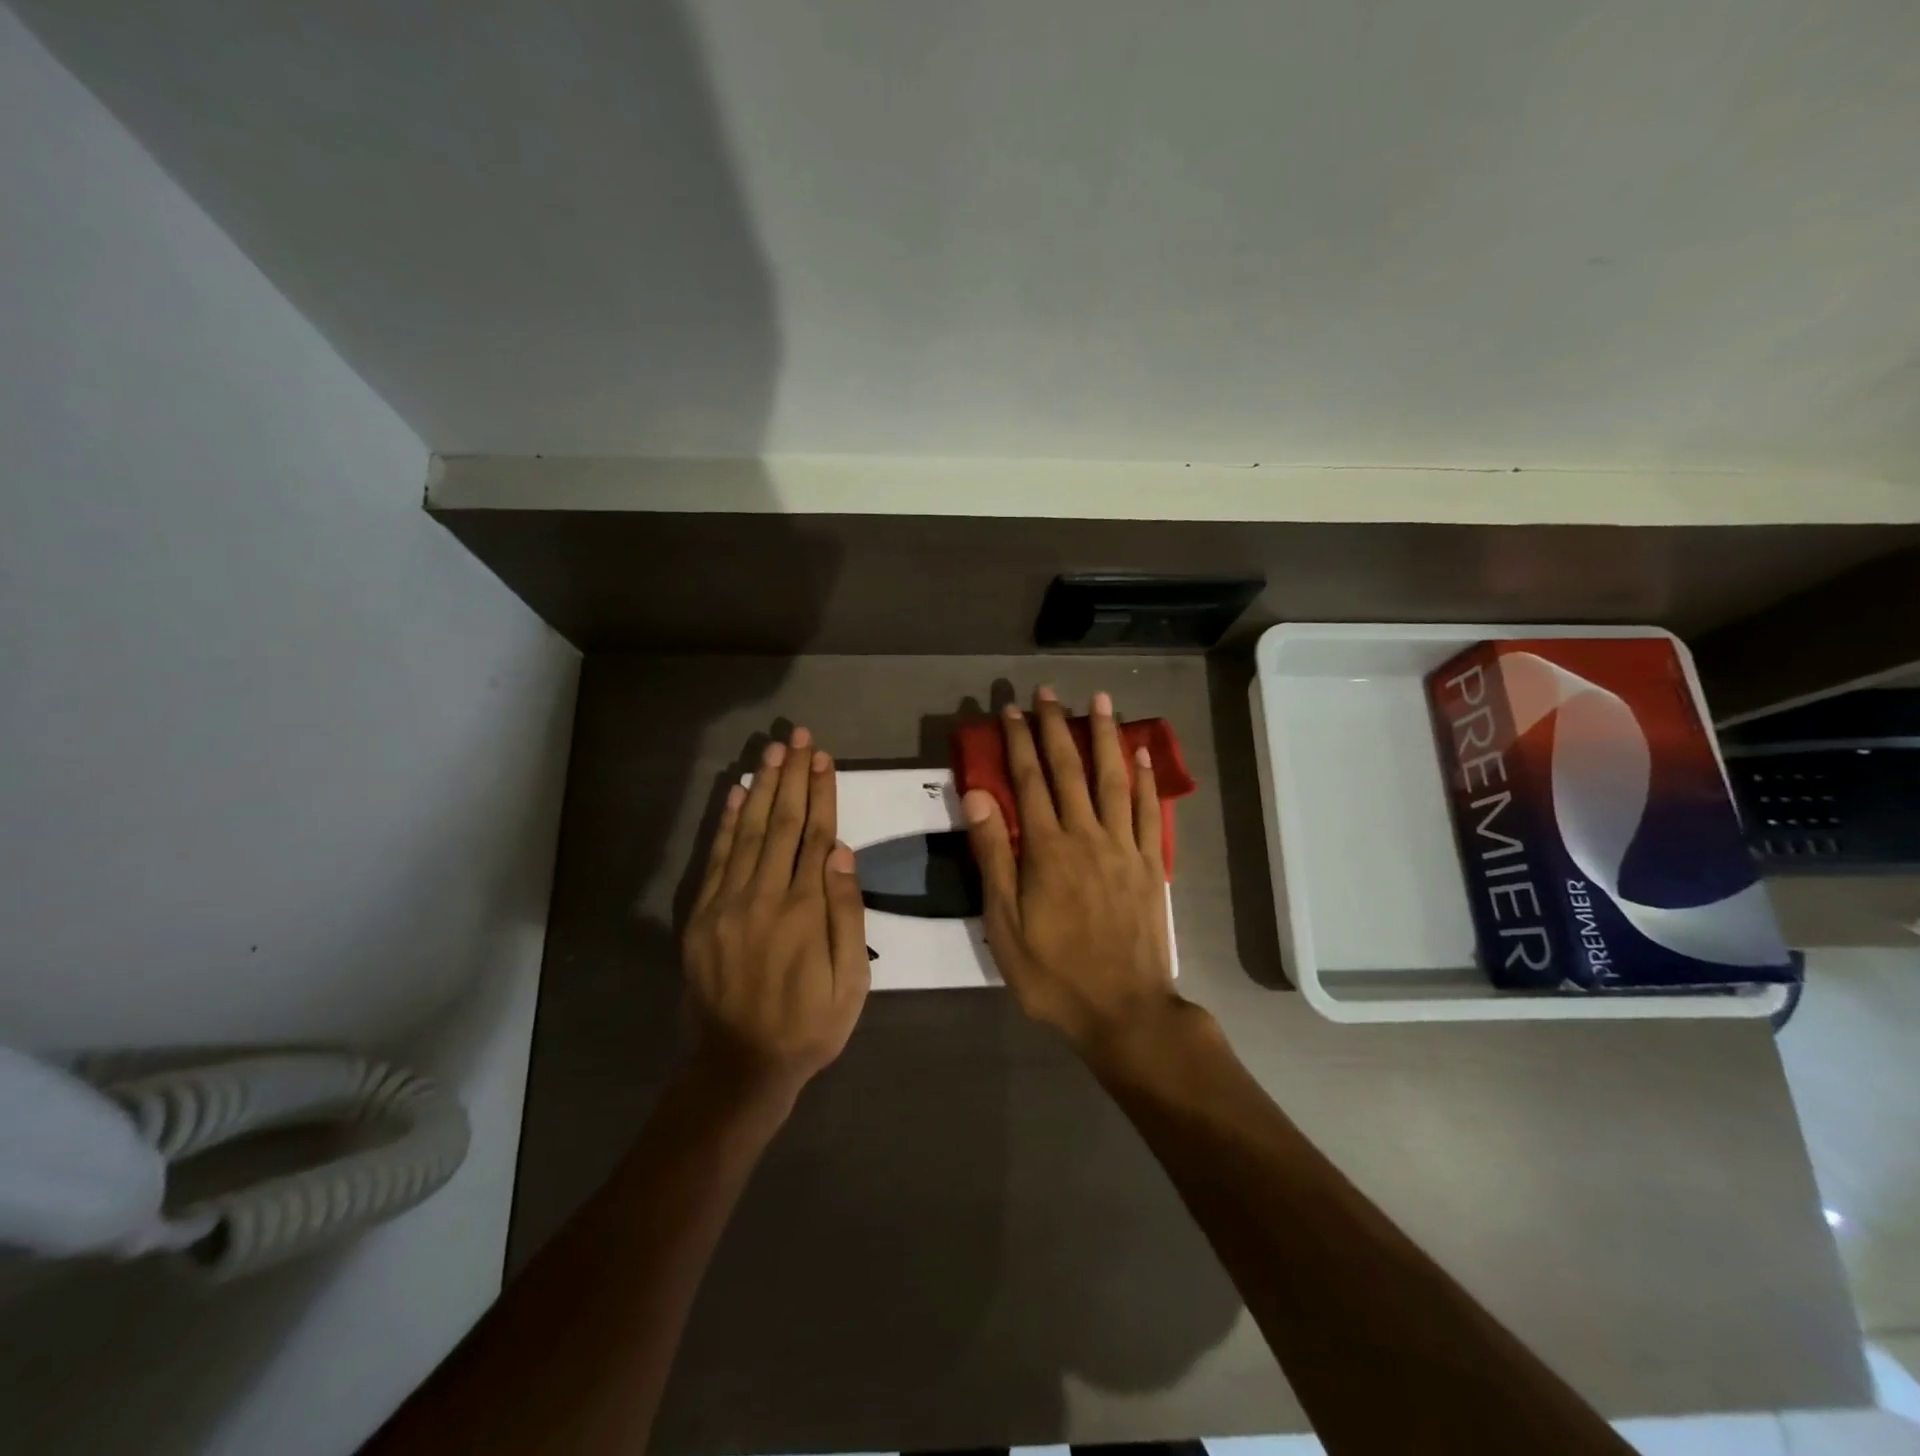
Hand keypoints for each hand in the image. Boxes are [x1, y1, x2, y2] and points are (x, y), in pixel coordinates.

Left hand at [683, 729, 869, 1107]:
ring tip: (772, 751)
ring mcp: (727, 904)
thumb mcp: (851, 982)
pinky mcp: (701, 916)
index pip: (816, 836)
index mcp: (804, 910)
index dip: (821, 793)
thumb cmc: (809, 1026)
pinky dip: (727, 822)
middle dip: (792, 776)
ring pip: (749, 832)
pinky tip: (736, 793)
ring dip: (762, 787)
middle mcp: (763, 896)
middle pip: (782, 823)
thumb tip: (843, 854)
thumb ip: (846, 915)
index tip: (824, 758)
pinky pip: (716, 858)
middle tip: (799, 737)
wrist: (739, 1067)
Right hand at [963, 688, 1178, 1058]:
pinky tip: (1142, 753)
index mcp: (1046, 848)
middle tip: (1048, 692)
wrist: (1123, 1010)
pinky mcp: (1150, 863)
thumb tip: (977, 795)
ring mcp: (1124, 847)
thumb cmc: (1053, 972)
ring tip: (1100, 700)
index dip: (1018, 742)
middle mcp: (1086, 835)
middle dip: (1056, 727)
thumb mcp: (1004, 923)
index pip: (1028, 781)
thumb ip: (992, 855)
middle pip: (1070, 769)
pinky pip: (1148, 811)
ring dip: (1104, 736)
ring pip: (1113, 779)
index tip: (1011, 710)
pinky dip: (1145, 779)